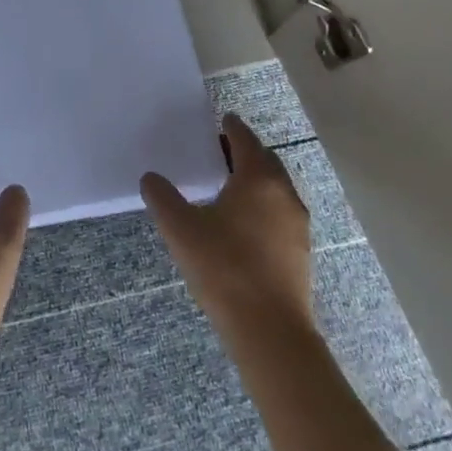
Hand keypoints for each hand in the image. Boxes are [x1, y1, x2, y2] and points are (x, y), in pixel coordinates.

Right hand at [141, 112, 313, 343]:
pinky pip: (280, 212)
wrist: (270, 331)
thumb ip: (162, 198)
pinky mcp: (300, 250)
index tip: (222, 119)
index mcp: (258, 179)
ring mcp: (297, 224)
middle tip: (219, 151)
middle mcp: (283, 194)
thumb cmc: (225, 268)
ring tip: (228, 186)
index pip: (245, 140)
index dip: (232, 127)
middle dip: (245, 152)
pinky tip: (243, 222)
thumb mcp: (181, 230)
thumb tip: (151, 178)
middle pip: (265, 161)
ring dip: (255, 179)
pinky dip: (263, 204)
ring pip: (276, 188)